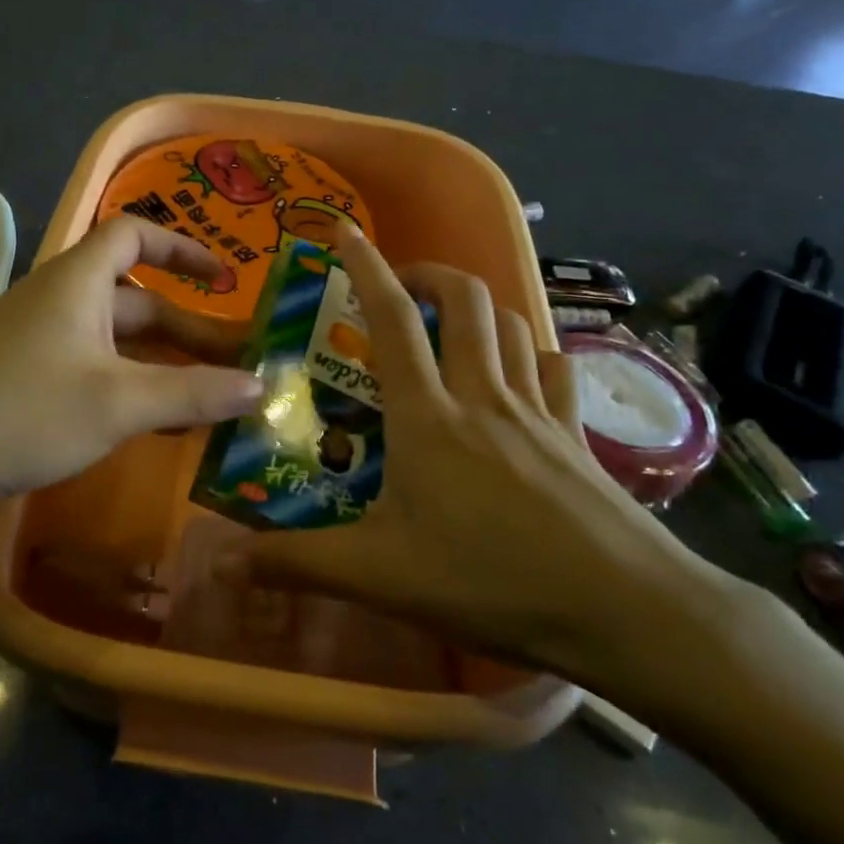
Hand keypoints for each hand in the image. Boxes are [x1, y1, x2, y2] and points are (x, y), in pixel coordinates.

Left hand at [0, 218, 259, 523]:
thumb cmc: (18, 412)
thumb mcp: (117, 403)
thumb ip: (191, 393)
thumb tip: (261, 385)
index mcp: (79, 281)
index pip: (135, 234)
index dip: (183, 250)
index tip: (226, 281)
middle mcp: (60, 300)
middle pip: (136, 299)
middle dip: (190, 328)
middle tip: (240, 362)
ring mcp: (39, 341)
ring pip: (116, 342)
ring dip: (163, 364)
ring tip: (212, 399)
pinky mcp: (24, 378)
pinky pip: (93, 370)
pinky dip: (130, 387)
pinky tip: (156, 425)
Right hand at [217, 223, 729, 693]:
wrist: (623, 611)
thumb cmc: (490, 583)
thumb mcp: (380, 577)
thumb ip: (298, 564)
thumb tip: (220, 563)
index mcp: (427, 416)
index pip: (392, 321)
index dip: (367, 268)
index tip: (346, 232)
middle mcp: (482, 395)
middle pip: (465, 300)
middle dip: (430, 273)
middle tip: (400, 287)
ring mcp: (537, 411)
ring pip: (512, 324)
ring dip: (479, 307)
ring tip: (451, 323)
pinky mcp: (576, 435)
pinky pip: (556, 369)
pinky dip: (534, 354)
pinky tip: (522, 374)